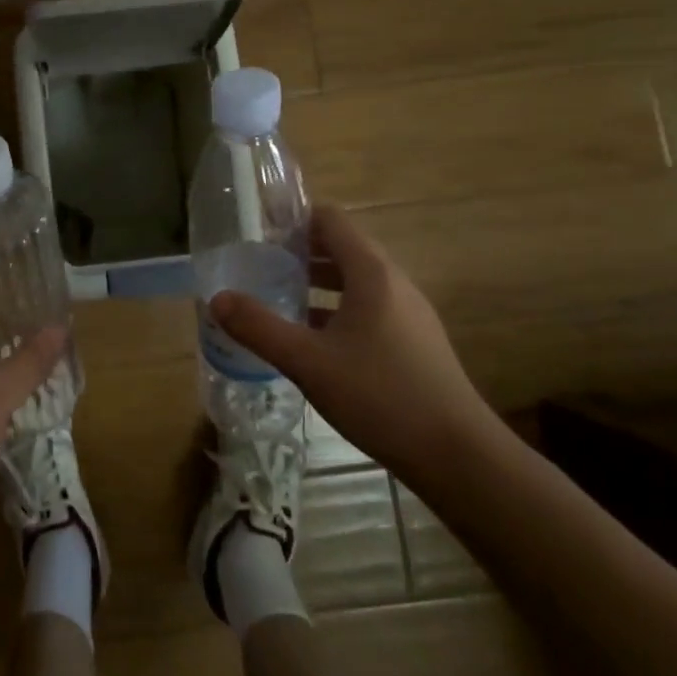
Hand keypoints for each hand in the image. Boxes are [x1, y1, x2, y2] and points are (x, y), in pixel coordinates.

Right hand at [210, 205, 491, 479]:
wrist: (459, 457)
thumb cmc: (381, 396)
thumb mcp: (309, 362)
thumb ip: (260, 327)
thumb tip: (217, 299)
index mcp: (372, 273)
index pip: (331, 220)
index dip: (294, 218)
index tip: (258, 231)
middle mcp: (394, 283)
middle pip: (343, 248)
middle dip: (300, 252)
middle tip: (260, 265)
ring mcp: (409, 314)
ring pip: (355, 282)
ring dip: (317, 283)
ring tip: (278, 297)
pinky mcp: (414, 343)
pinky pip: (368, 309)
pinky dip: (337, 310)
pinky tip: (312, 340)